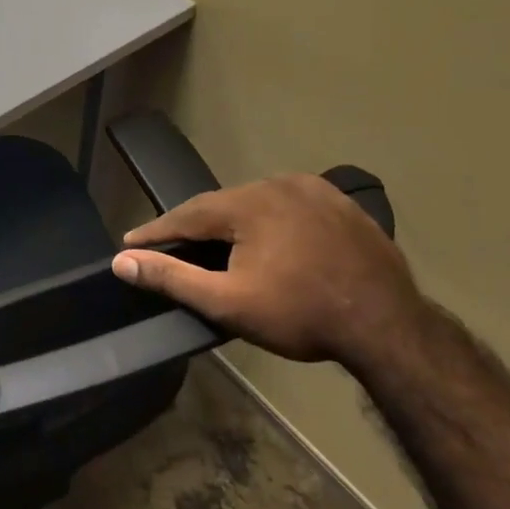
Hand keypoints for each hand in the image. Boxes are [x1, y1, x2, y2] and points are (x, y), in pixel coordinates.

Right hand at [111, 175, 424, 367]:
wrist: (386, 325)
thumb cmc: (300, 315)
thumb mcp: (227, 302)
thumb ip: (171, 277)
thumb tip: (122, 261)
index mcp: (249, 203)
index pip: (186, 213)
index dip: (155, 231)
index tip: (129, 243)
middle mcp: (280, 183)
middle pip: (222, 205)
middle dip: (195, 227)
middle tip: (173, 248)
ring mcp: (316, 190)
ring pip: (257, 203)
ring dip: (233, 223)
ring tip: (218, 246)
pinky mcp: (343, 204)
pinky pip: (291, 206)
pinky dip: (270, 222)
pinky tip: (270, 241)